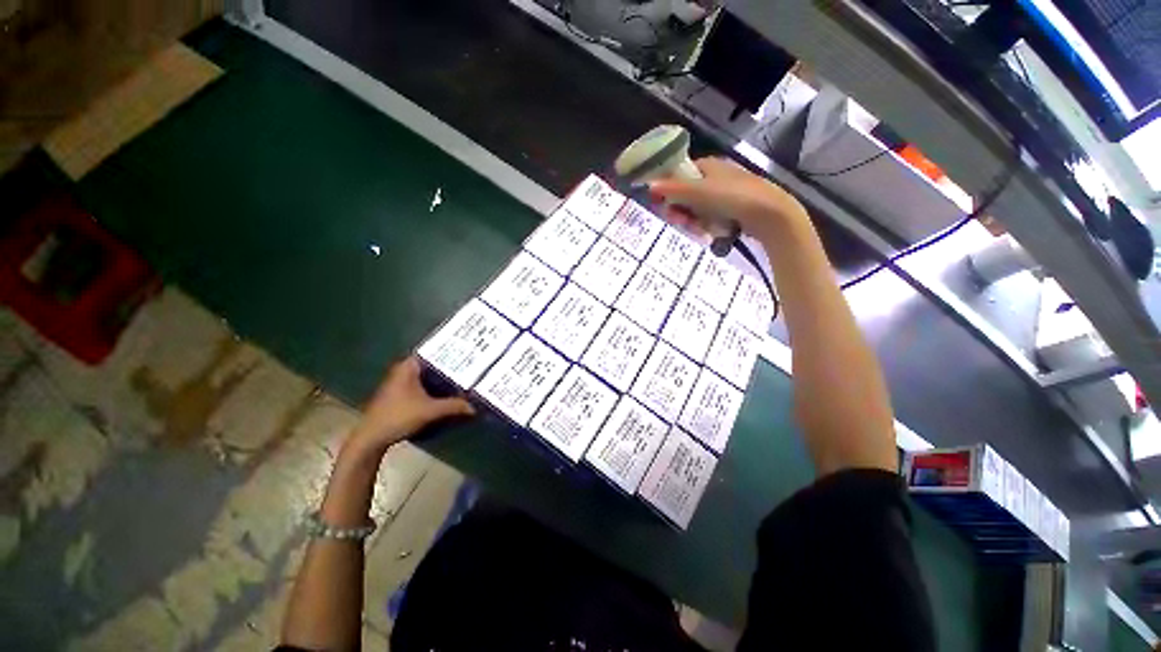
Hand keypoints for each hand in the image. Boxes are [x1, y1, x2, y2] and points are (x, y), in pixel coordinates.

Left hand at [345, 356, 474, 456]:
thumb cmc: (398, 416)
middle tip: (471, 365)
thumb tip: (475, 406)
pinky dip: (435, 388)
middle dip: (450, 366)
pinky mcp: (400, 395)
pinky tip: (448, 392)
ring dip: (442, 378)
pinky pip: (423, 385)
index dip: (450, 351)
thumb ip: (453, 406)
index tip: (467, 352)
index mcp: (408, 367)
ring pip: (427, 376)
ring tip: (464, 378)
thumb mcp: (430, 411)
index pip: (433, 352)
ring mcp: (400, 383)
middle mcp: (403, 370)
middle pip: (432, 364)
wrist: (371, 438)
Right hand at [648, 157, 808, 243]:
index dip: (668, 190)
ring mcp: (724, 194)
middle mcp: (715, 177)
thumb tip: (649, 185)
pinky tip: (709, 232)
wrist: (770, 214)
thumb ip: (673, 189)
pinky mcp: (732, 209)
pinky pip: (709, 217)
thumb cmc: (734, 197)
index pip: (678, 175)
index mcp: (707, 166)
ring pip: (696, 208)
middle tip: (682, 222)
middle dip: (681, 210)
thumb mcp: (699, 192)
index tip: (663, 206)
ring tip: (699, 230)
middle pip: (686, 194)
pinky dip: (706, 225)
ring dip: (692, 220)